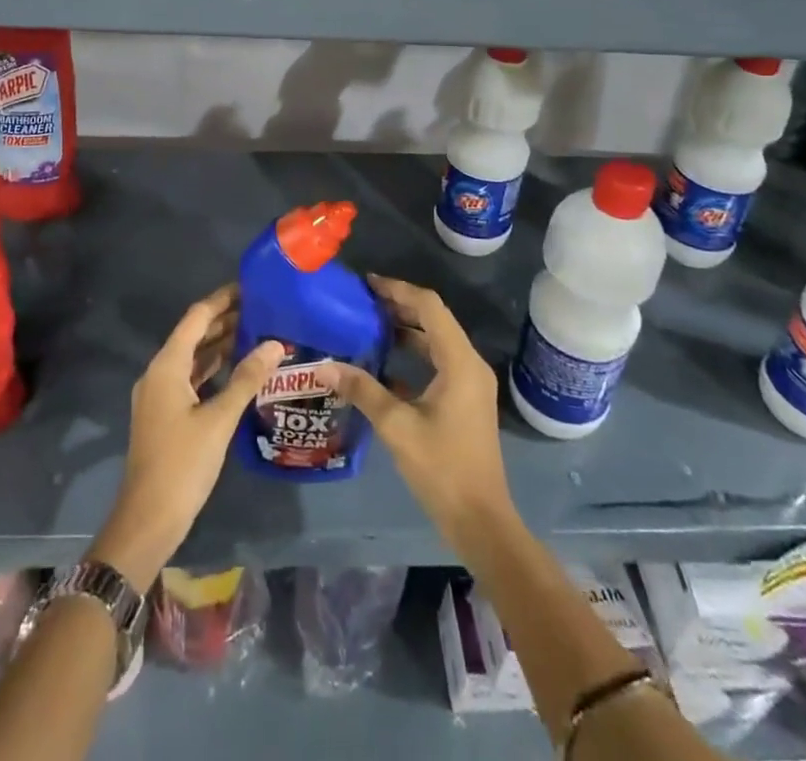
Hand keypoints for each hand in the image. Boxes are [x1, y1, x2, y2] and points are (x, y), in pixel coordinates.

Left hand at [87, 287, 282, 590]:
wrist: (147, 520)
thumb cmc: (182, 464)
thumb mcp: (219, 420)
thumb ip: (247, 379)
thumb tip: (275, 344)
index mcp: (167, 366)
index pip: (196, 318)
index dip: (222, 300)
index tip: (250, 286)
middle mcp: (159, 373)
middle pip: (193, 335)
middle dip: (225, 319)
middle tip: (262, 308)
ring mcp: (161, 395)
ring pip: (193, 358)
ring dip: (221, 344)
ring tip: (256, 331)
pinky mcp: (166, 414)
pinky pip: (192, 378)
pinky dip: (214, 368)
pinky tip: (239, 368)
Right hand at [328, 274, 517, 561]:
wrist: (480, 521)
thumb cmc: (442, 468)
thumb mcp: (397, 426)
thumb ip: (362, 389)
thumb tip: (324, 365)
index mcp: (459, 362)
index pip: (429, 307)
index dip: (398, 290)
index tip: (367, 284)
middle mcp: (469, 364)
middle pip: (434, 319)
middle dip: (399, 306)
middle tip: (362, 302)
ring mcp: (470, 382)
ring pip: (436, 341)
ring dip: (405, 329)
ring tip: (368, 325)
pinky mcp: (465, 399)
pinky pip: (438, 362)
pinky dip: (413, 354)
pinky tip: (383, 363)